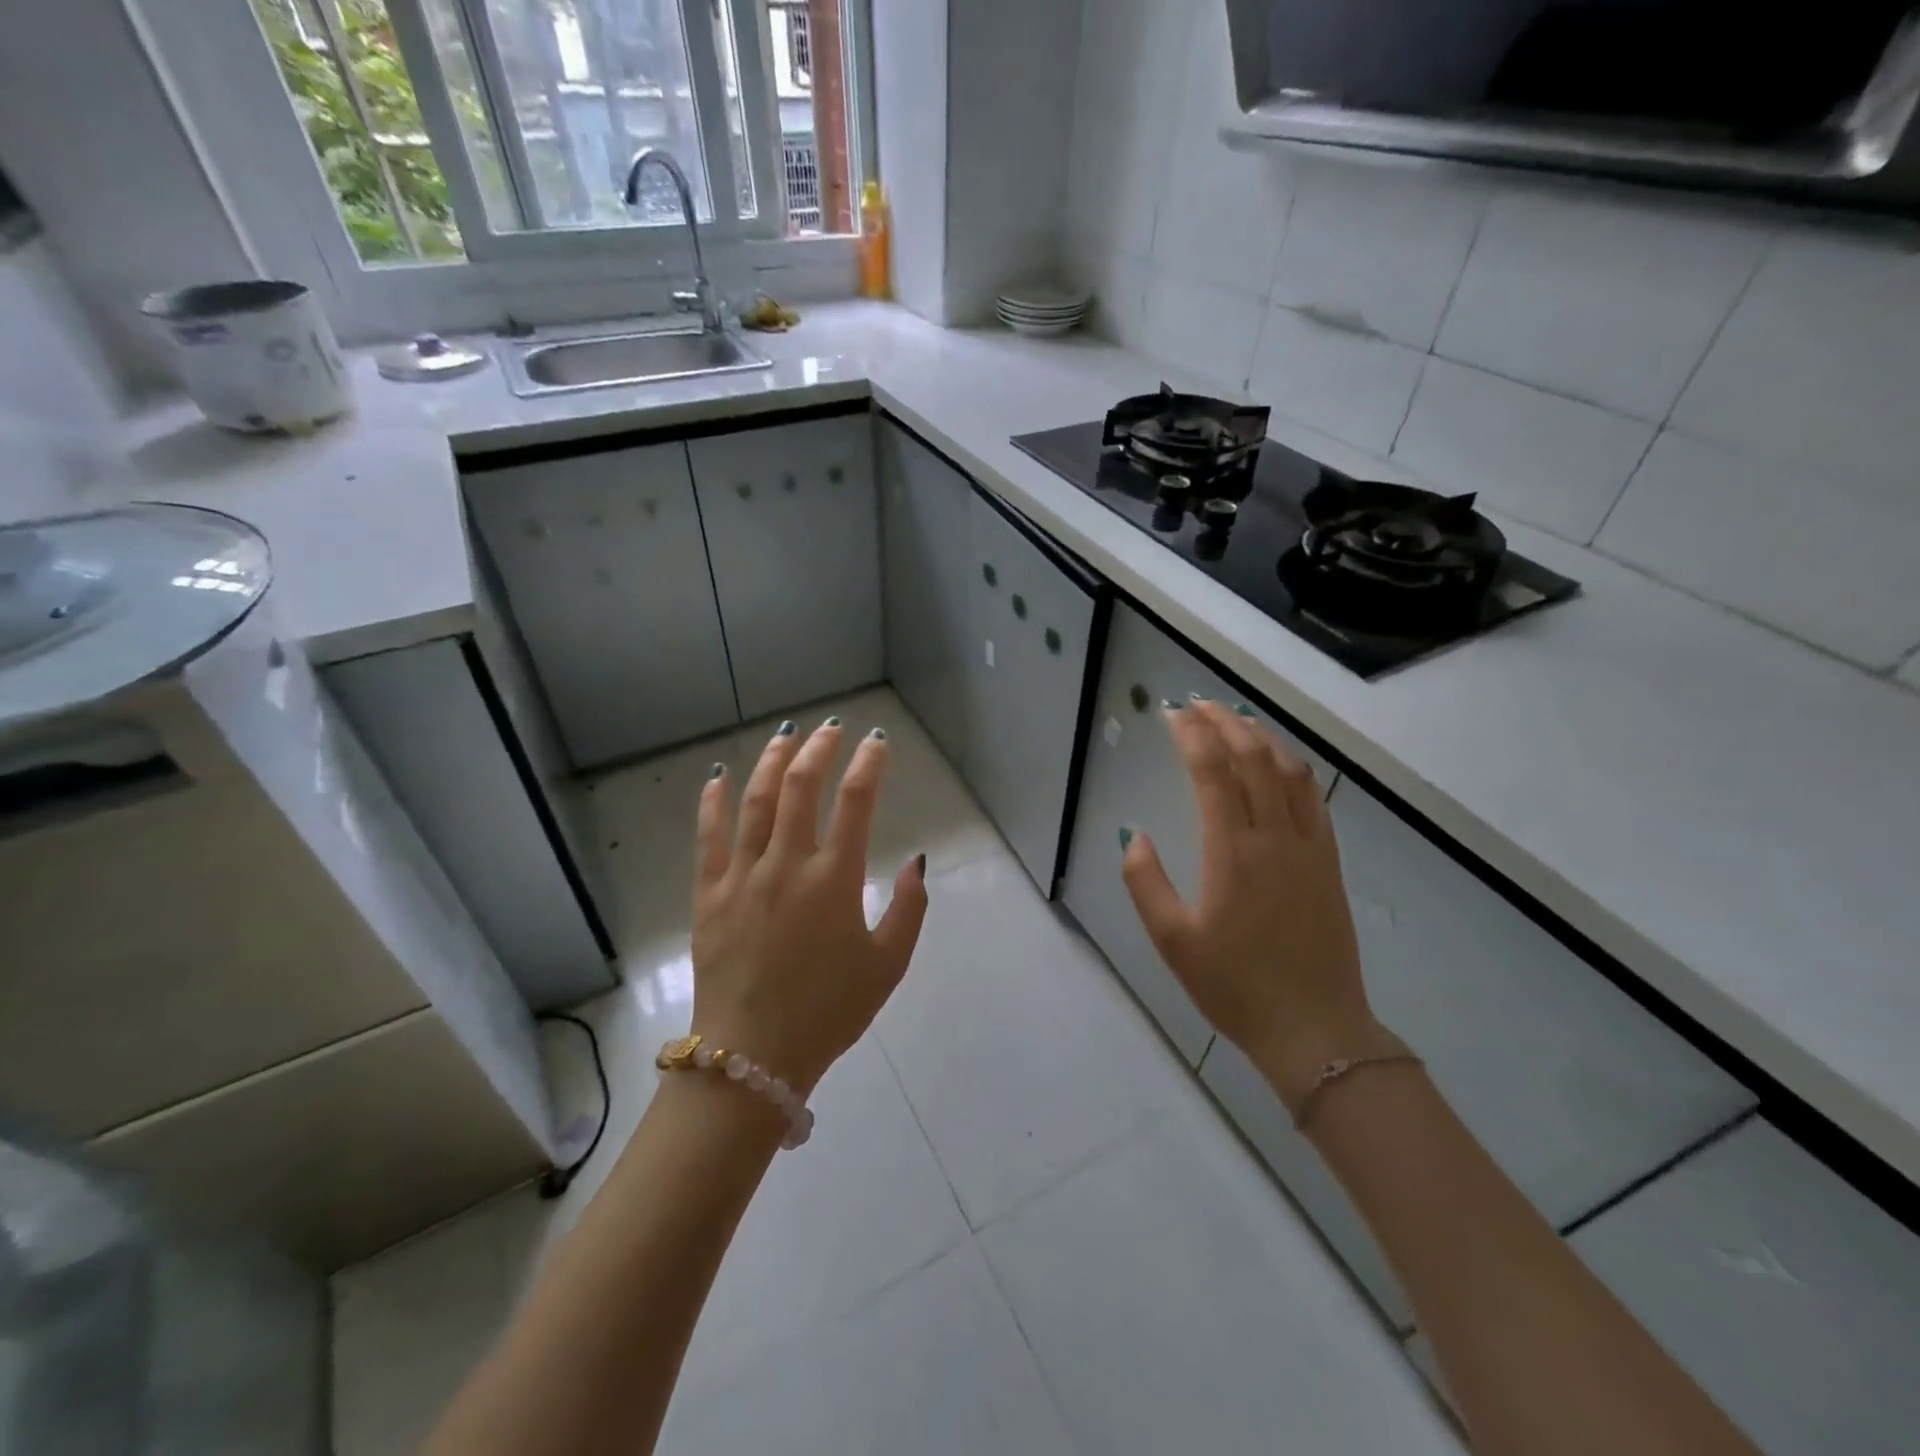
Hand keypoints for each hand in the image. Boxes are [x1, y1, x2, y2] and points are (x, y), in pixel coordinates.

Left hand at [690, 718, 928, 1097]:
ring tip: (786, 735)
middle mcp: (787, 864)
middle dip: (819, 749)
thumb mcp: (888, 965)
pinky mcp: (709, 894)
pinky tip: (718, 777)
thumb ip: (909, 909)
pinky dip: (714, 802)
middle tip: (831, 729)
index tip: (878, 742)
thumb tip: (917, 861)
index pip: (856, 802)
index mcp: (834, 880)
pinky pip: (709, 837)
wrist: (751, 1058)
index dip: (869, 764)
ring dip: (773, 762)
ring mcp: (742, 876)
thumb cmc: (828, 1012)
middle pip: (801, 786)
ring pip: (755, 801)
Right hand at [1120, 700, 1390, 1108]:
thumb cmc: (1234, 986)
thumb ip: (1145, 882)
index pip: (1213, 771)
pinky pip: (1314, 798)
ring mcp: (1309, 847)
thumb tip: (1134, 834)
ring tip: (1235, 721)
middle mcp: (1274, 837)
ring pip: (1289, 771)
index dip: (1192, 734)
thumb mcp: (1172, 941)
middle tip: (1198, 705)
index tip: (1173, 714)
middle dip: (1225, 722)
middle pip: (1253, 757)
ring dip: (1261, 737)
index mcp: (1231, 852)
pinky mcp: (1329, 862)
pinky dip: (1293, 768)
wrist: (1314, 1029)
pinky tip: (1279, 764)